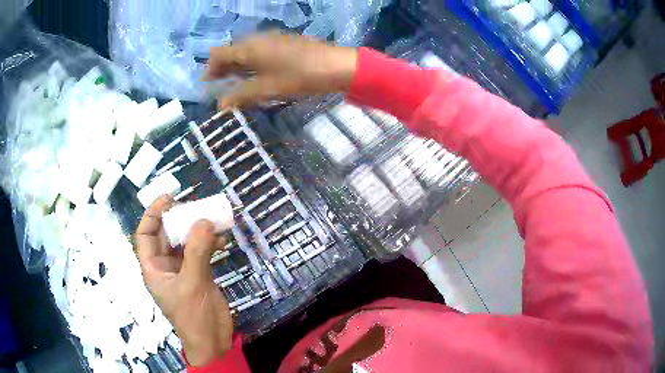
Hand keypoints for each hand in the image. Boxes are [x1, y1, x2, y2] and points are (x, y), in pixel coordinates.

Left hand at [134, 195, 232, 365]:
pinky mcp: (200, 274)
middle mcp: (166, 266)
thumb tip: (204, 220)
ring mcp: (183, 270)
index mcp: (154, 269)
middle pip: (167, 235)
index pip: (145, 235)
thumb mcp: (192, 284)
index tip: (168, 198)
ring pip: (186, 242)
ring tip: (211, 219)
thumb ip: (197, 252)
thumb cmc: (193, 317)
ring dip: (197, 230)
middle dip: (179, 219)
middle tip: (195, 206)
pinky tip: (222, 239)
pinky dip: (210, 243)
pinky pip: (202, 251)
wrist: (213, 342)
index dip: (152, 214)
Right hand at [206, 33, 357, 108]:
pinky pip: (260, 50)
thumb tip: (220, 106)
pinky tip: (259, 74)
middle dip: (223, 68)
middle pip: (232, 51)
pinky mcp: (284, 41)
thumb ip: (241, 96)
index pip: (219, 54)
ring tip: (238, 83)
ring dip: (238, 65)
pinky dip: (253, 62)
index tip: (209, 84)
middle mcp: (257, 39)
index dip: (211, 69)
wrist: (335, 65)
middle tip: (222, 86)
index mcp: (249, 48)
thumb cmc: (299, 77)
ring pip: (247, 50)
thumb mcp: (267, 89)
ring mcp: (272, 38)